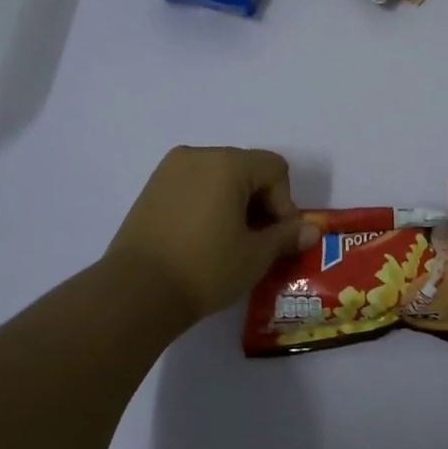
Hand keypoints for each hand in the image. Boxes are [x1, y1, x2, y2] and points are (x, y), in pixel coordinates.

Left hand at [104, 146, 319, 326]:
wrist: (136, 292)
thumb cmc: (205, 268)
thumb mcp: (255, 256)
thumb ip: (286, 236)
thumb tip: (311, 230)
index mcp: (228, 163)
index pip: (274, 168)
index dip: (284, 203)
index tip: (276, 237)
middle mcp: (198, 155)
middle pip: (247, 169)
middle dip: (260, 202)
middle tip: (257, 242)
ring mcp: (170, 170)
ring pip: (219, 177)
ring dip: (234, 203)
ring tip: (229, 242)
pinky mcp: (151, 189)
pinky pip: (193, 186)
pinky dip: (208, 204)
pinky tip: (203, 238)